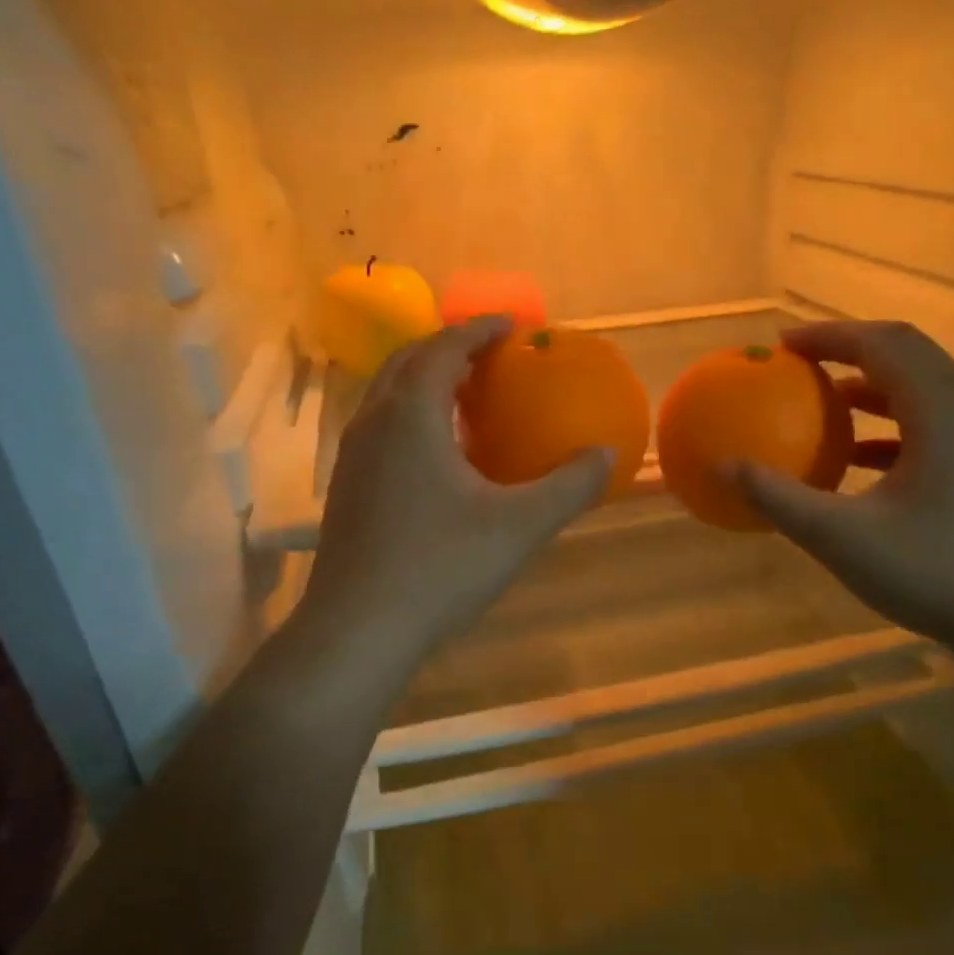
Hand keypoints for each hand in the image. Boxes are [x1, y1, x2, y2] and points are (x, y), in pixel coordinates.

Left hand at [296, 317, 611, 669]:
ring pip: (387, 397)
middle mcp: (373, 423)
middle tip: (489, 357)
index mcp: (411, 416)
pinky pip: (380, 429)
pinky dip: (411, 418)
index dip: (479, 330)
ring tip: (466, 399)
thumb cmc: (440, 567)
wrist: (359, 628)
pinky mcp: (345, 489)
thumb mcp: (520, 526)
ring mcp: (352, 457)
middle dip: (448, 348)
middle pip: (407, 362)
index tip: (512, 326)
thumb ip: (568, 486)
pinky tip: (438, 456)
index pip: (443, 348)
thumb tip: (608, 455)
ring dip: (425, 383)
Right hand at [736, 322, 953, 651]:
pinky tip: (859, 460)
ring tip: (825, 405)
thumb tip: (723, 467)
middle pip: (907, 357)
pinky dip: (890, 427)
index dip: (830, 337)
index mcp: (941, 412)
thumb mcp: (841, 537)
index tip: (783, 345)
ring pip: (923, 392)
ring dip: (872, 389)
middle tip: (800, 365)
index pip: (883, 344)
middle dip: (850, 352)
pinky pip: (933, 427)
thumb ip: (778, 498)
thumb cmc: (935, 572)